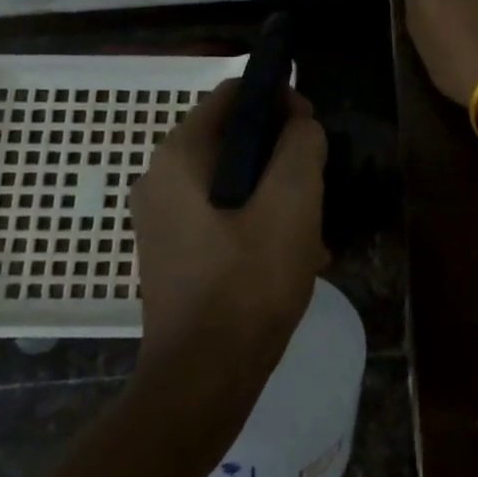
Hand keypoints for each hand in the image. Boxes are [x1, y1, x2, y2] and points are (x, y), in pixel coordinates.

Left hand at [128, 80, 327, 377]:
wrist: (203, 382)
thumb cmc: (248, 283)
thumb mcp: (292, 202)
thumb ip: (301, 145)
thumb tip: (300, 125)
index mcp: (179, 156)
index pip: (233, 94)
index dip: (278, 99)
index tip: (312, 129)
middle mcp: (160, 179)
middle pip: (234, 137)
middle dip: (281, 153)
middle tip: (316, 183)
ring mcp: (163, 218)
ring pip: (233, 179)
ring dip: (275, 191)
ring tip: (312, 226)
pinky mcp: (174, 251)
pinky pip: (223, 213)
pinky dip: (257, 219)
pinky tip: (293, 254)